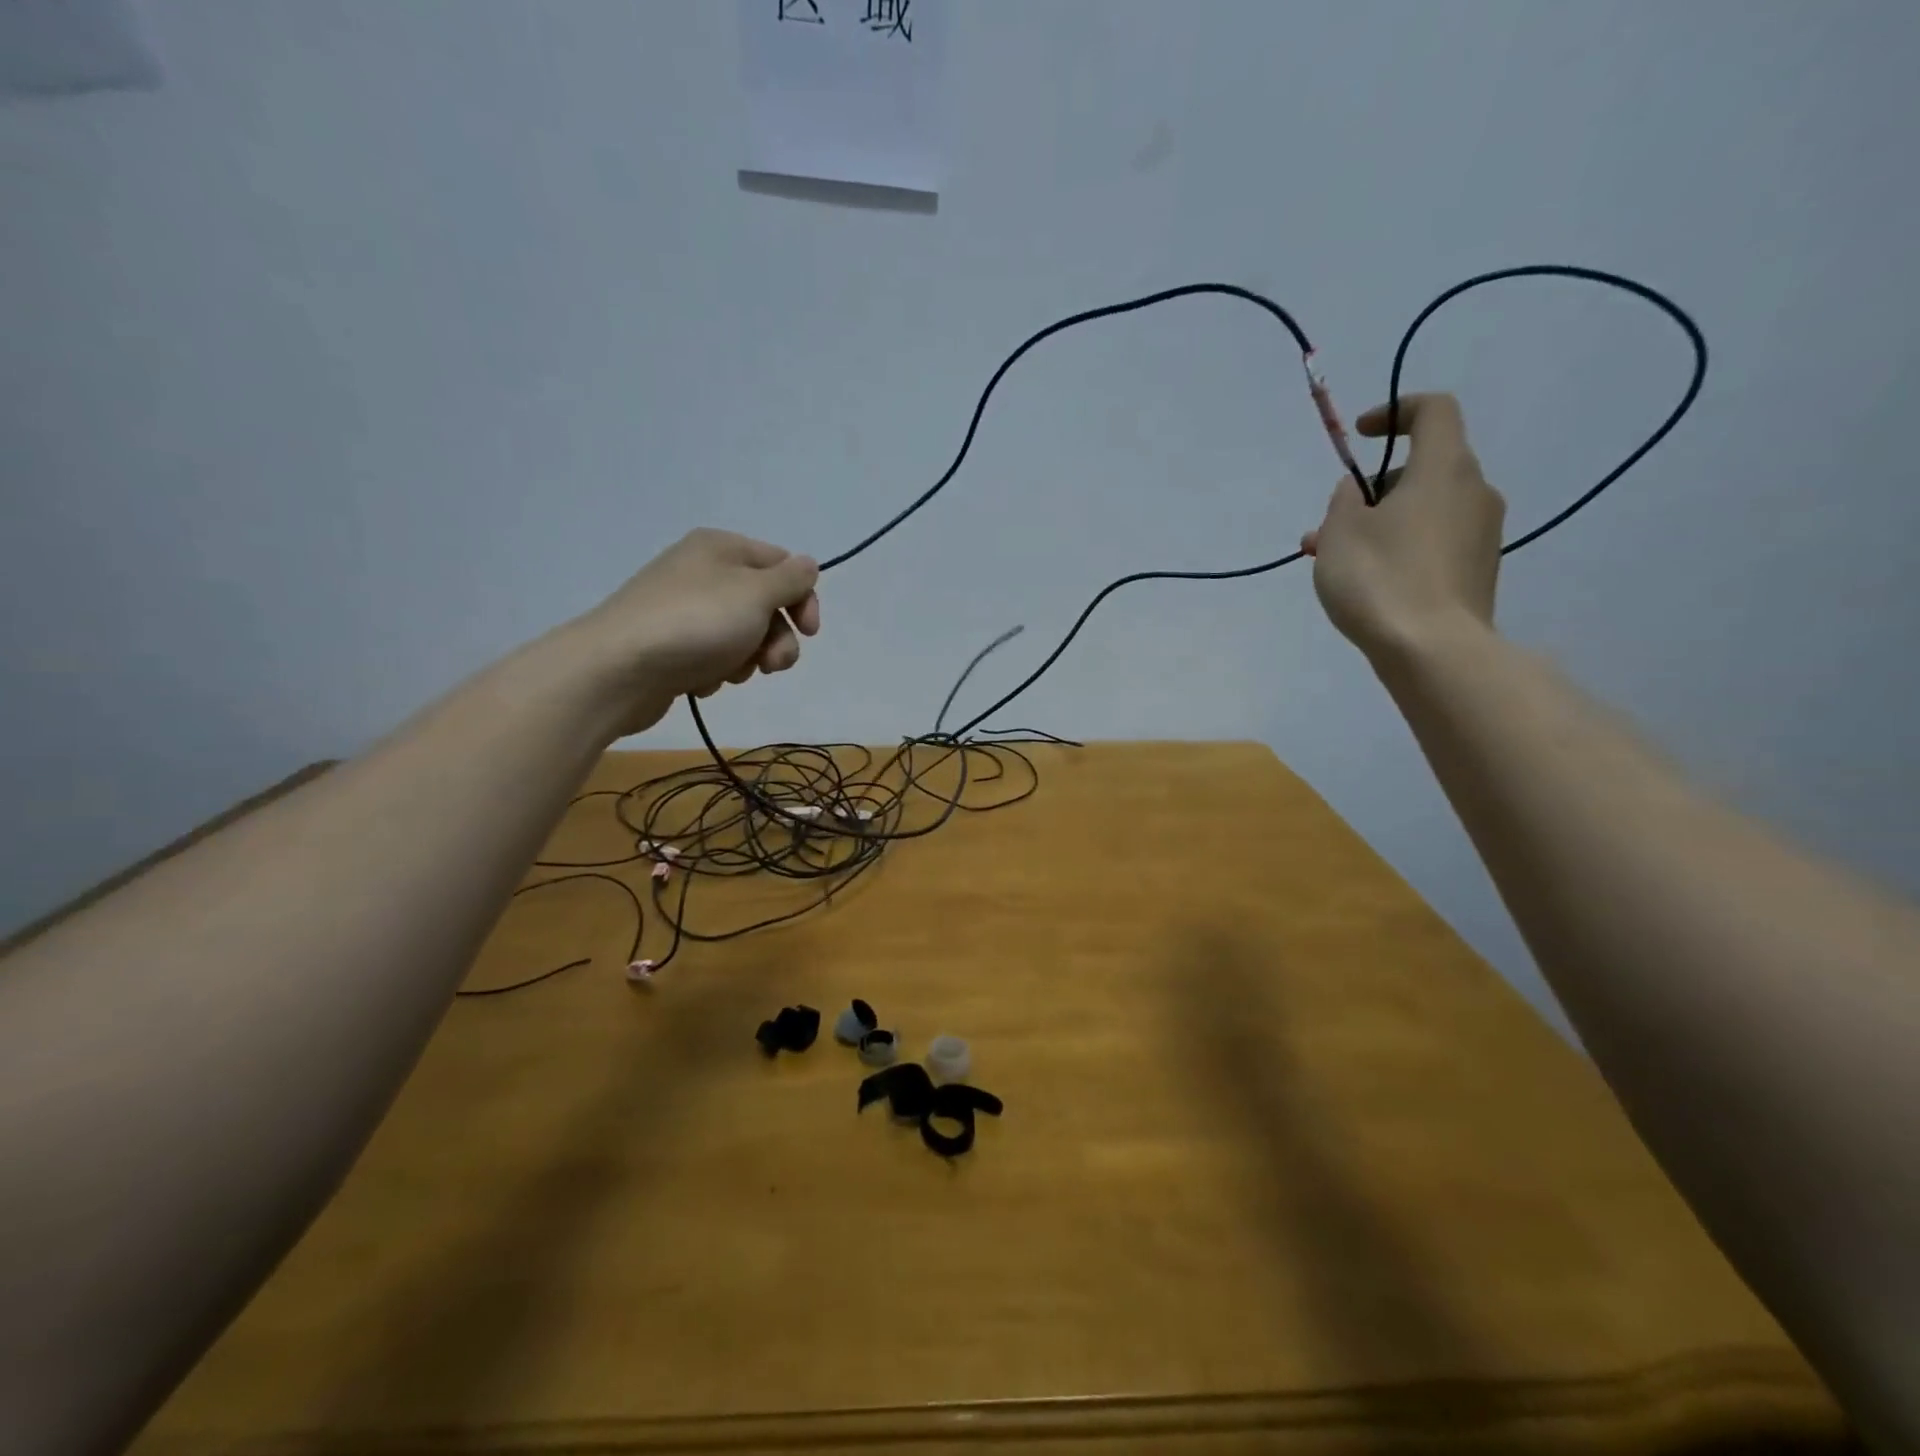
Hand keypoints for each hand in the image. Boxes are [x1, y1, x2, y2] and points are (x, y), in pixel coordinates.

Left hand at [570, 528, 820, 735]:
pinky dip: (715, 671)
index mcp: (722, 548)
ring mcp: (684, 610)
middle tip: (770, 665)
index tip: (809, 633)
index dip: (803, 599)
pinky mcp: (671, 646)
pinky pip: (712, 657)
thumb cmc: (696, 623)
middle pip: (764, 605)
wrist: (617, 670)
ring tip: (728, 673)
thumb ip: (791, 580)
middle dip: (776, 639)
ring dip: (747, 659)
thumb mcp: (755, 593)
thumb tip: (808, 565)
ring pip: (742, 636)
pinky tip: (699, 681)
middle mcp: (703, 572)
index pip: (783, 565)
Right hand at [1301, 393, 1504, 663]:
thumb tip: (1358, 493)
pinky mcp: (1477, 571)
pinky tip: (1367, 583)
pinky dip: (1400, 548)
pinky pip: (1434, 542)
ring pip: (1424, 511)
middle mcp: (1474, 492)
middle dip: (1371, 491)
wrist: (1432, 651)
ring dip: (1379, 525)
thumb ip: (1344, 501)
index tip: (1361, 436)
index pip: (1434, 411)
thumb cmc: (1380, 579)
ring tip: (1332, 562)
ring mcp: (1481, 534)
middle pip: (1423, 469)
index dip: (1395, 412)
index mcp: (1444, 468)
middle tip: (1327, 525)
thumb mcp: (1340, 532)